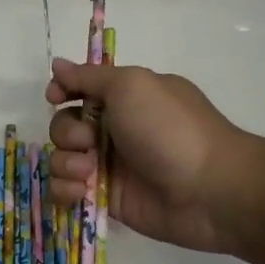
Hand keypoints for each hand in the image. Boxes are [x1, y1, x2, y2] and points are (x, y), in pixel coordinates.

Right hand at [45, 59, 256, 254]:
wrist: (208, 189)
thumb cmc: (170, 129)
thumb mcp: (131, 85)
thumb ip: (89, 76)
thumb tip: (57, 65)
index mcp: (125, 98)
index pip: (80, 89)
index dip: (63, 92)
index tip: (56, 98)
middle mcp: (115, 130)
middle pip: (64, 126)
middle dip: (67, 133)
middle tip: (90, 142)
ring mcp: (110, 167)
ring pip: (62, 160)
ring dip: (65, 163)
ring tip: (88, 173)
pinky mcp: (105, 199)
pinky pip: (67, 192)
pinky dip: (65, 191)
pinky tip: (81, 193)